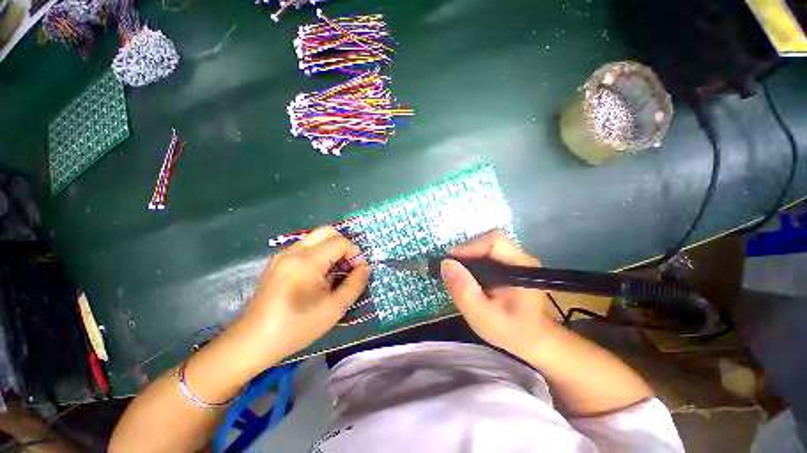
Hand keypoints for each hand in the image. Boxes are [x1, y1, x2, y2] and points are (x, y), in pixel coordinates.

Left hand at [236, 226, 369, 363]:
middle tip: (348, 266)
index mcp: (307, 261)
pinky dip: (319, 255)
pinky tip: (318, 277)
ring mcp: (283, 255)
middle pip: (328, 231)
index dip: (355, 254)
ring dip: (331, 250)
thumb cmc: (296, 327)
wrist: (252, 342)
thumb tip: (365, 268)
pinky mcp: (278, 262)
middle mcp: (294, 251)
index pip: (340, 242)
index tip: (358, 272)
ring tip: (334, 273)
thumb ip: (355, 284)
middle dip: (344, 246)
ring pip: (316, 239)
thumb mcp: (334, 308)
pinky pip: (305, 248)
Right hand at [441, 230, 559, 358]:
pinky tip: (468, 277)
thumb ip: (464, 291)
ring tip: (458, 275)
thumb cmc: (510, 330)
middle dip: (466, 253)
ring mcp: (515, 260)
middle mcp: (520, 257)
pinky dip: (473, 262)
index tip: (450, 262)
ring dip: (468, 258)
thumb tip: (446, 263)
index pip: (493, 241)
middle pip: (487, 242)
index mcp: (520, 266)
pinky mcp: (509, 264)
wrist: (533, 340)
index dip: (469, 246)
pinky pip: (486, 255)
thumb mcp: (482, 316)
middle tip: (451, 270)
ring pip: (485, 247)